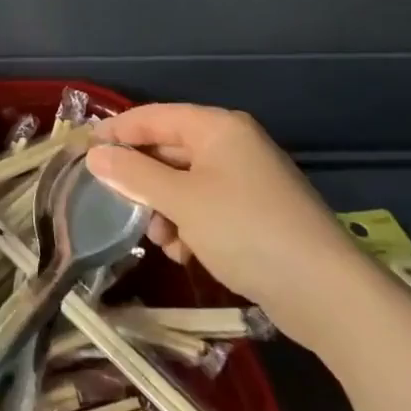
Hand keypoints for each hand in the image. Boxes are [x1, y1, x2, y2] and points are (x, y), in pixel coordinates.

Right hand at [86, 105, 373, 353]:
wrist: (327, 294)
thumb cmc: (246, 230)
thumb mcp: (181, 200)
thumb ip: (133, 174)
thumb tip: (94, 155)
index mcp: (217, 128)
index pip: (153, 117)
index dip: (116, 130)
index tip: (83, 150)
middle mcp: (232, 146)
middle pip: (169, 150)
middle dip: (142, 179)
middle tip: (114, 202)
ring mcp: (247, 181)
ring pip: (185, 183)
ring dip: (163, 208)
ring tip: (158, 237)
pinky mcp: (256, 215)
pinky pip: (206, 208)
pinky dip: (189, 225)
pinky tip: (185, 252)